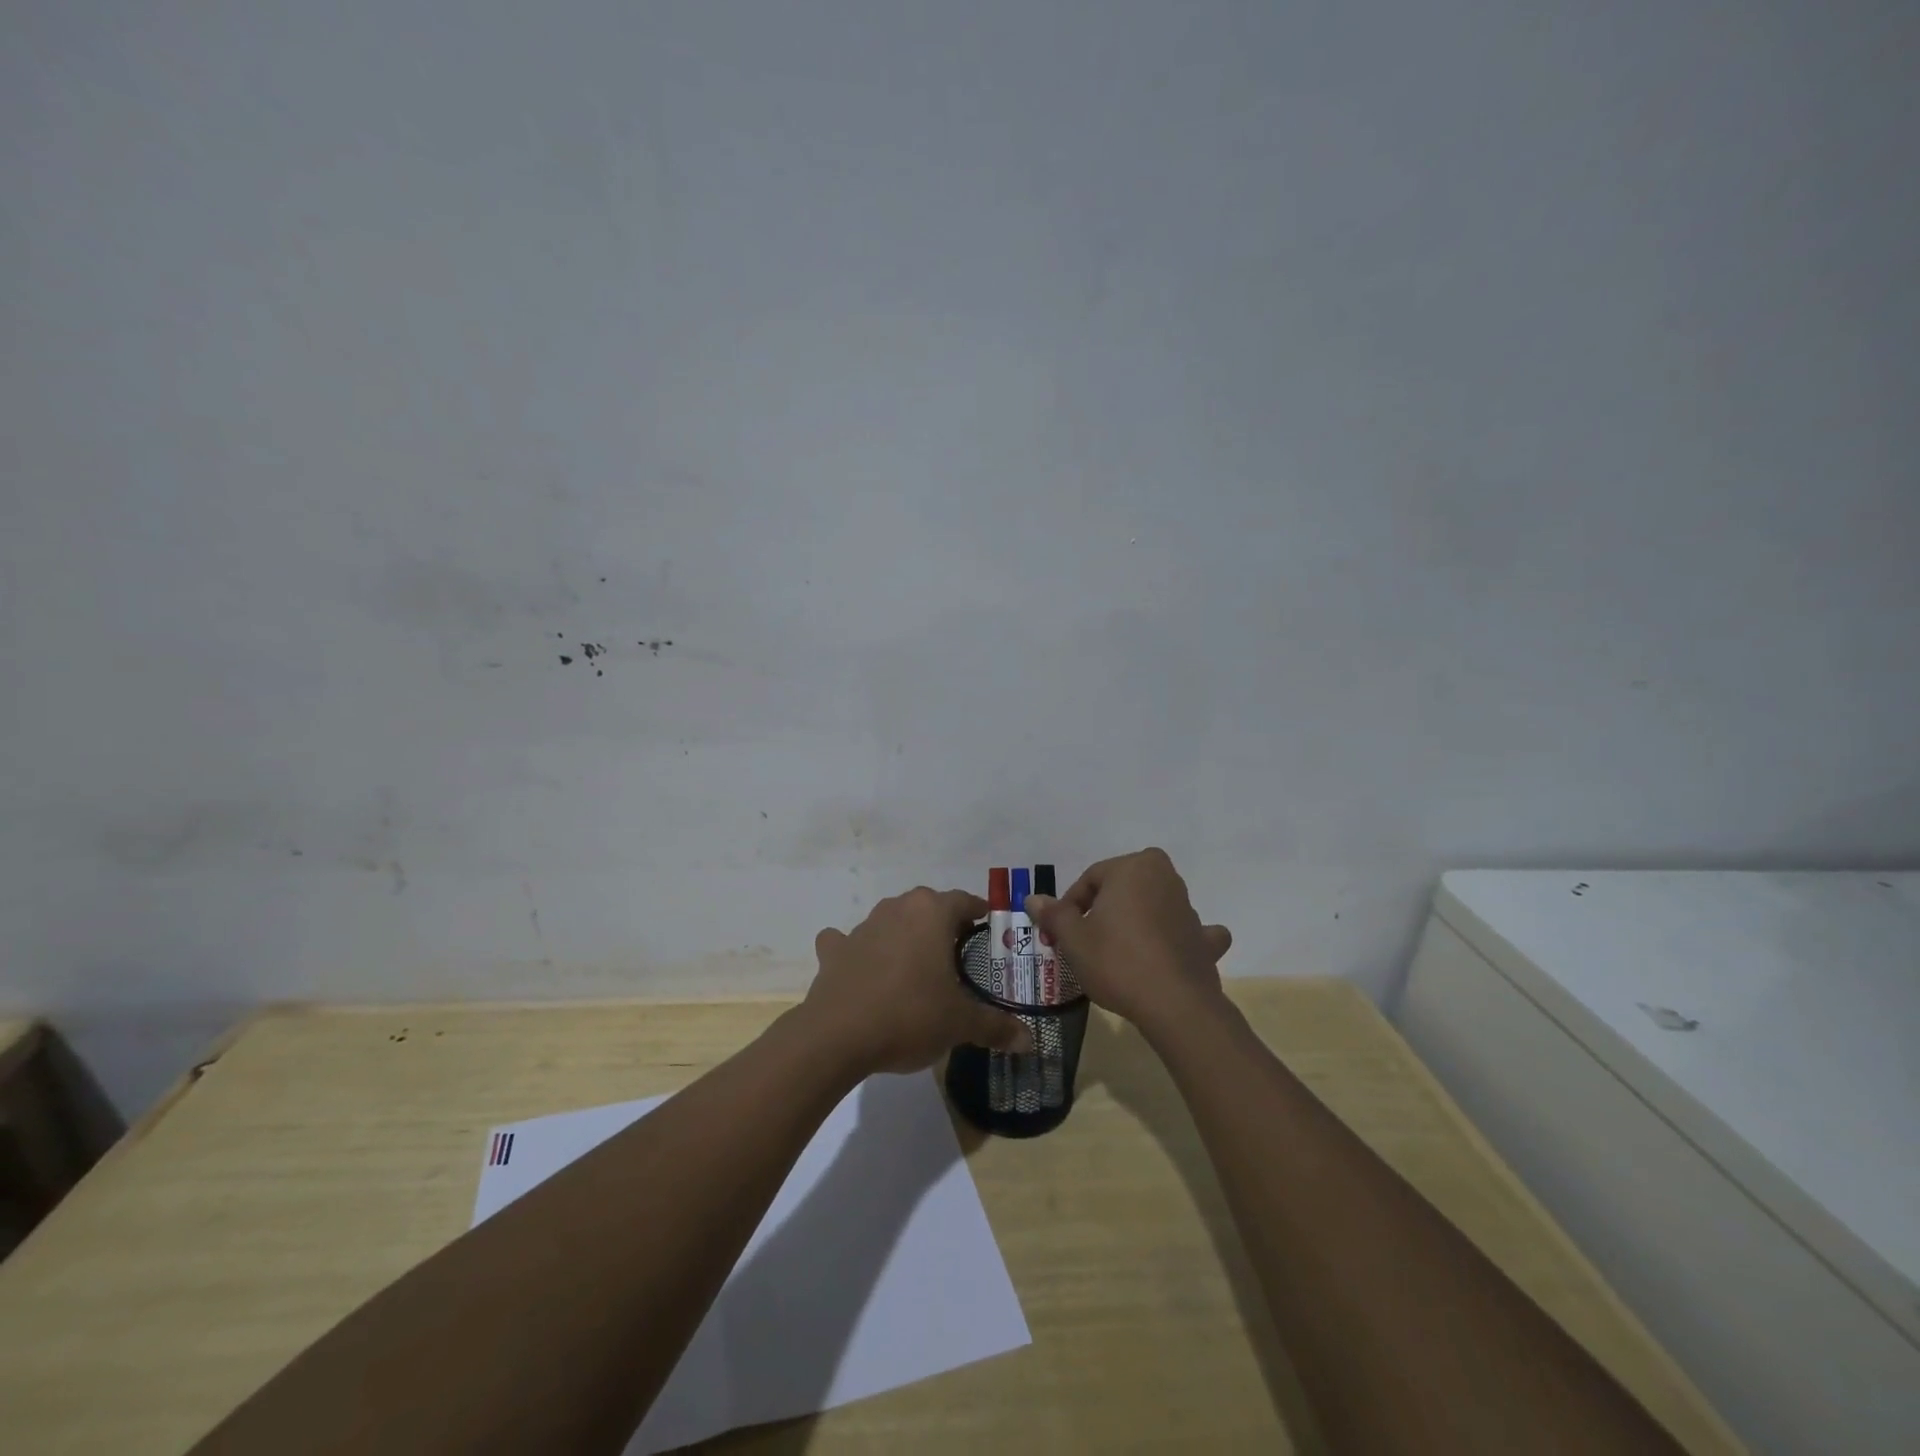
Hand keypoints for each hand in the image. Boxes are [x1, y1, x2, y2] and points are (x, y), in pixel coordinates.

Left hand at [803, 887, 1031, 1074]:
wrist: (837, 1036)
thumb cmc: (910, 1015)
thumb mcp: (960, 1023)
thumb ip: (996, 1027)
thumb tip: (1029, 1040)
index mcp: (932, 913)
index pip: (965, 900)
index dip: (980, 913)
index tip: (990, 929)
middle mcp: (897, 908)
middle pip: (928, 907)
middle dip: (944, 925)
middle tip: (958, 955)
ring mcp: (862, 927)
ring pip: (892, 921)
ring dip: (904, 936)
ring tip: (917, 967)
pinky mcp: (835, 950)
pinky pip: (849, 942)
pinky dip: (858, 951)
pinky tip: (863, 969)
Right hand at [1025, 848, 1231, 1033]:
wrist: (1174, 1005)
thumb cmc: (1116, 960)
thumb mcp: (1073, 939)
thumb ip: (1054, 914)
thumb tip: (1033, 898)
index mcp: (1133, 867)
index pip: (1090, 879)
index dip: (1069, 906)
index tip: (1059, 933)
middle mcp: (1165, 878)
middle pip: (1122, 888)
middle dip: (1103, 908)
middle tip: (1084, 938)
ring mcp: (1189, 909)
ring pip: (1152, 907)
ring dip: (1135, 921)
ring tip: (1116, 952)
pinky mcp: (1203, 939)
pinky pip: (1185, 932)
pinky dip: (1175, 938)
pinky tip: (1166, 953)